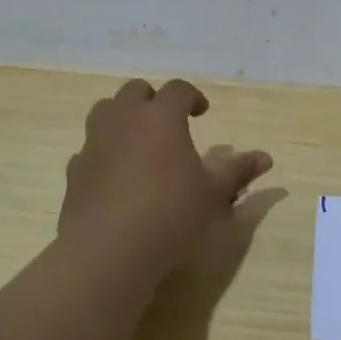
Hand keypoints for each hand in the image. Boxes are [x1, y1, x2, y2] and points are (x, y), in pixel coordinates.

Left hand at [59, 79, 272, 279]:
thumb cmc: (171, 214)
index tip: (202, 112)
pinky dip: (104, 153)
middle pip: (135, 91)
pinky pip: (89, 149)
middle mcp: (124, 120)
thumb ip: (238, 171)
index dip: (192, 96)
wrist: (108, 250)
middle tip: (168, 122)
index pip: (177, 89)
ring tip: (139, 143)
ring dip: (122, 118)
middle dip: (153, 100)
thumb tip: (266, 157)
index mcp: (161, 117)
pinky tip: (115, 176)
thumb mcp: (213, 194)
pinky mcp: (74, 171)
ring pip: (105, 112)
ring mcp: (94, 143)